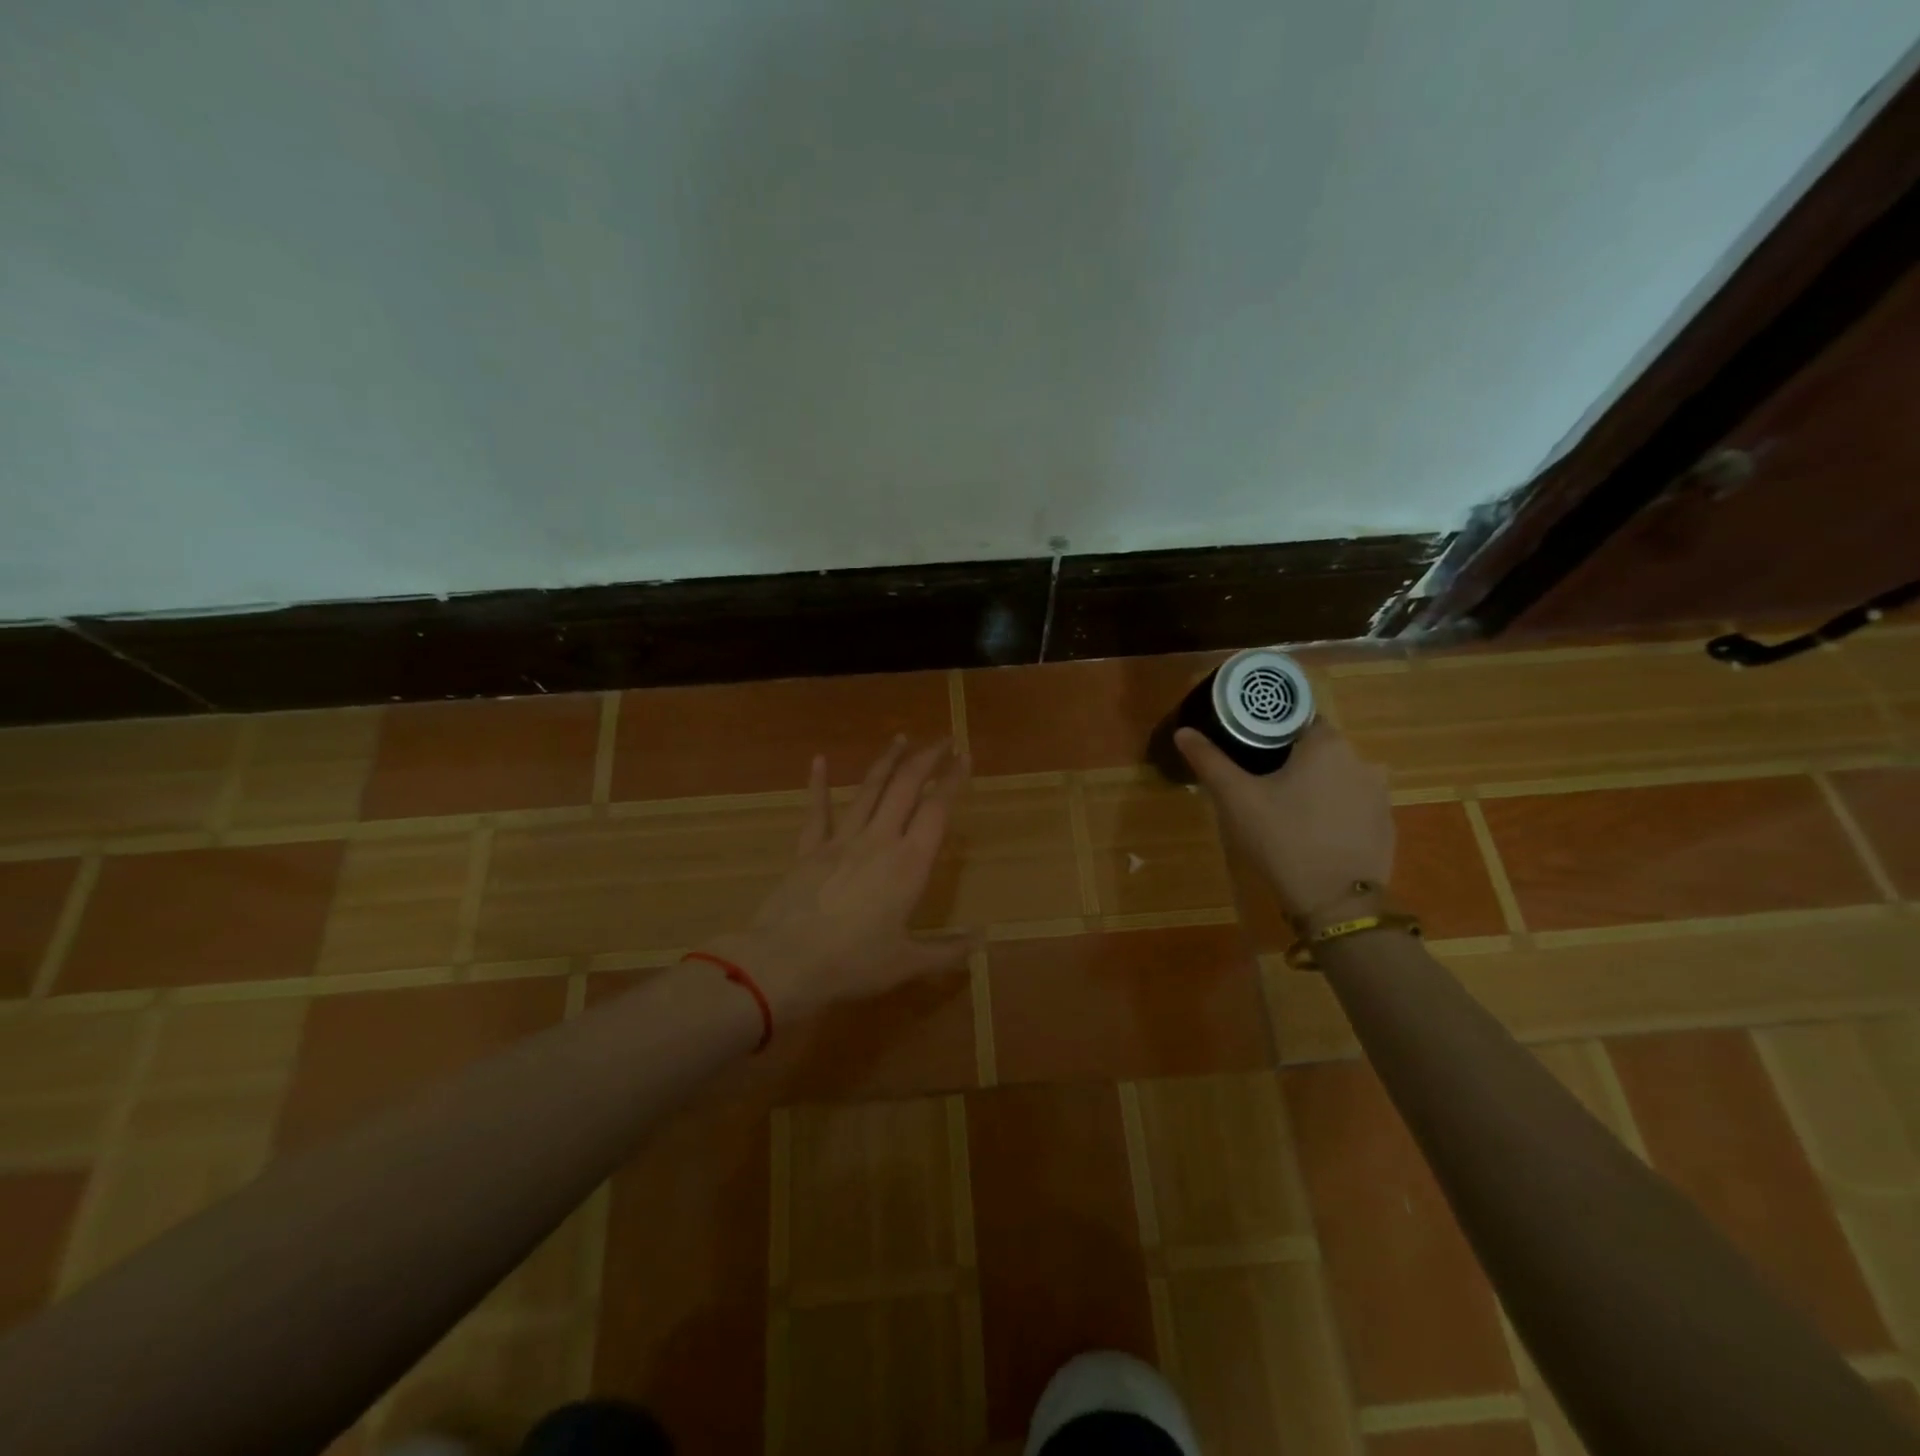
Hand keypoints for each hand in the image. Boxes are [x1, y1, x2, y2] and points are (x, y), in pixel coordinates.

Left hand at [705, 737, 975, 1021]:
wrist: (783, 963)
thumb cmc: (852, 964)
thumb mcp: (907, 964)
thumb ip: (947, 950)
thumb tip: (983, 941)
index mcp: (909, 864)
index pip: (937, 810)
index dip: (953, 780)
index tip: (964, 756)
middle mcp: (879, 841)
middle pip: (906, 787)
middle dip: (926, 758)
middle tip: (942, 739)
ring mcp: (841, 840)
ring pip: (869, 790)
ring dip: (887, 762)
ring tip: (901, 738)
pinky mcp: (809, 849)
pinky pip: (817, 811)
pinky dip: (818, 784)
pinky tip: (819, 760)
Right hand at [1176, 720, 1394, 924]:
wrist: (1335, 902)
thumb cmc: (1282, 838)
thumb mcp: (1236, 798)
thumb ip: (1209, 761)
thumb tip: (1184, 732)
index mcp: (1326, 744)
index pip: (1296, 719)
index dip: (1268, 730)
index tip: (1246, 748)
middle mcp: (1361, 760)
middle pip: (1316, 748)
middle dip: (1289, 760)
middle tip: (1257, 782)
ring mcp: (1379, 794)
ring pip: (1335, 776)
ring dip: (1313, 785)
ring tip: (1283, 809)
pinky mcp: (1385, 824)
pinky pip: (1352, 804)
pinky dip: (1333, 810)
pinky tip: (1311, 832)